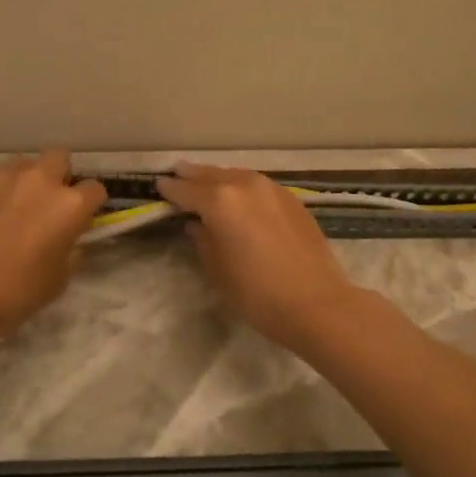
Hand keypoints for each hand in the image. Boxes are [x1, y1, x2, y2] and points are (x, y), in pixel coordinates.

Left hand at [0, 151, 106, 338]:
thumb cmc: (13, 294)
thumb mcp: (58, 281)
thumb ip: (71, 251)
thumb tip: (69, 240)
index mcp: (70, 205)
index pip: (95, 190)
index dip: (90, 206)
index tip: (80, 220)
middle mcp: (41, 179)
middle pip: (60, 159)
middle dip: (58, 177)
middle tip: (46, 205)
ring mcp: (4, 174)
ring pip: (24, 164)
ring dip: (25, 180)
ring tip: (11, 206)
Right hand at [157, 162, 362, 347]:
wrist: (316, 302)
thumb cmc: (257, 293)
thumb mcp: (218, 270)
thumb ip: (203, 240)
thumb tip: (196, 224)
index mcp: (219, 201)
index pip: (185, 190)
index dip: (170, 189)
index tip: (158, 186)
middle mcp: (244, 185)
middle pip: (210, 174)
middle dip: (192, 175)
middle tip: (177, 174)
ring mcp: (271, 188)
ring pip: (236, 175)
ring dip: (218, 178)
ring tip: (206, 182)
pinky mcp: (291, 198)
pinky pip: (257, 184)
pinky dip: (242, 186)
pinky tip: (240, 196)